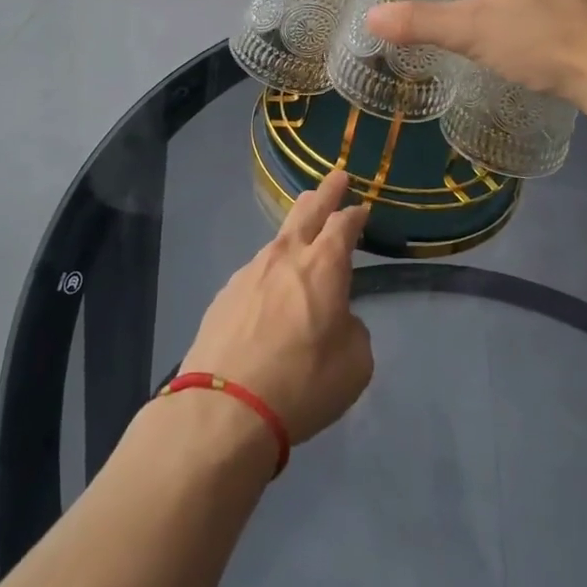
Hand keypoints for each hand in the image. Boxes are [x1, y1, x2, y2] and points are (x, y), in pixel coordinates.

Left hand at [179, 170, 373, 445]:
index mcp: (323, 265)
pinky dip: (270, 270)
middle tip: (336, 178)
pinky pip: (256, 271)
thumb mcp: (354, 364)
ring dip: (295, 230)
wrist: (224, 408)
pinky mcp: (225, 294)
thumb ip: (352, 330)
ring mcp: (249, 271)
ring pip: (278, 239)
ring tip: (302, 230)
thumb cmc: (302, 383)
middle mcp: (285, 257)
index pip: (343, 224)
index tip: (362, 207)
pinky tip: (270, 288)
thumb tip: (337, 319)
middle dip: (325, 193)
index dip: (355, 214)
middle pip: (307, 211)